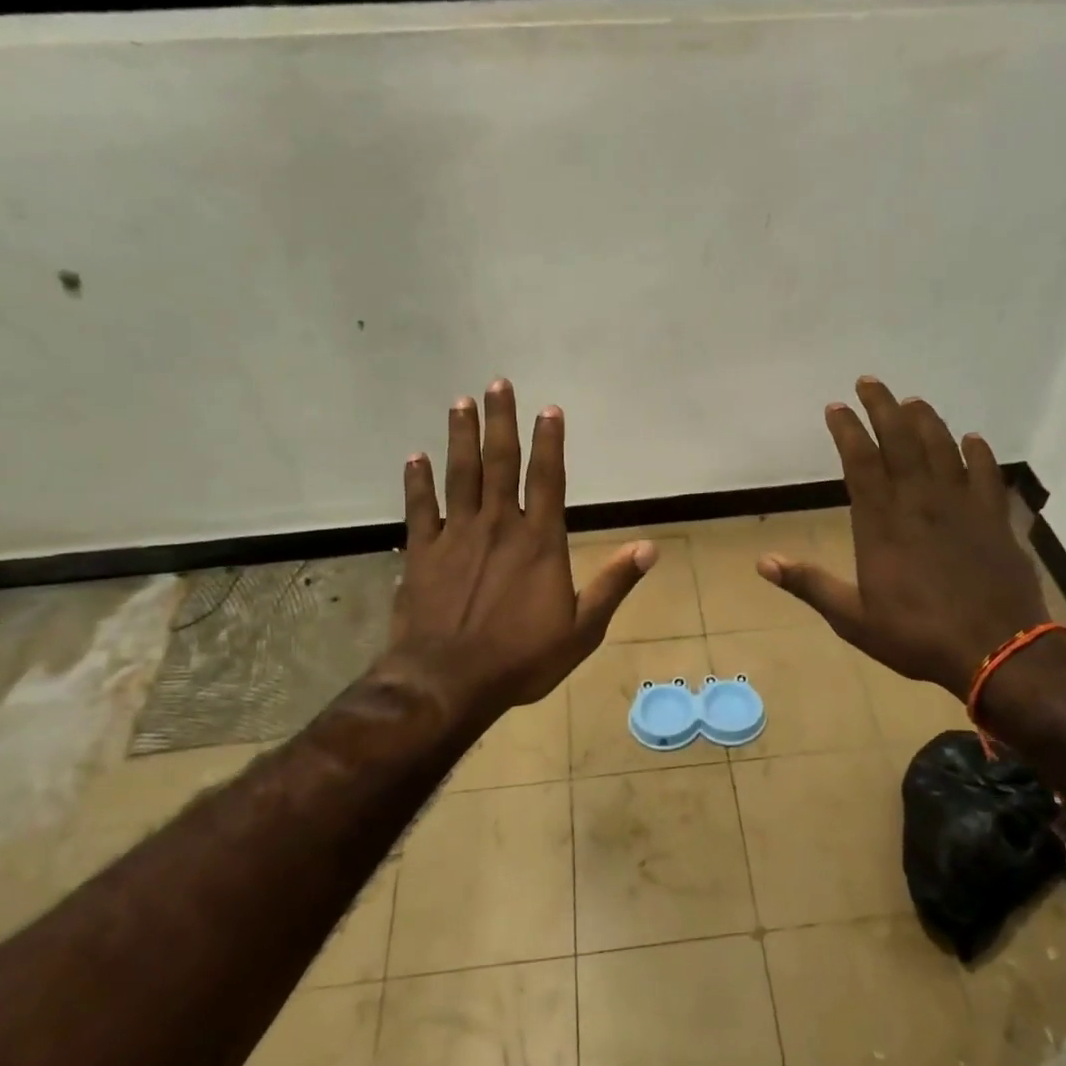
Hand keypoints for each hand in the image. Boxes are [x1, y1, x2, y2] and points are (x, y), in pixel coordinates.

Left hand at [388, 379, 656, 721]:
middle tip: (497, 384)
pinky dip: (417, 481)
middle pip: (500, 463)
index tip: (549, 409)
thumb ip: (614, 584)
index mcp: (539, 541)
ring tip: (461, 402)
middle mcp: (498, 526)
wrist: (449, 682)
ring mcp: (456, 535)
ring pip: (459, 475)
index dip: (550, 441)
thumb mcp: (583, 629)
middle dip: (500, 421)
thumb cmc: (522, 658)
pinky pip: (419, 508)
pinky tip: (415, 457)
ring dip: (460, 436)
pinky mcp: (422, 552)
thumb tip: (649, 547)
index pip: (548, 478)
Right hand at [757, 376, 1048, 700]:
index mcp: (881, 522)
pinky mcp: (995, 517)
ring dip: (926, 420)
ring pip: (942, 447)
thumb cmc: (917, 635)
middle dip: (882, 406)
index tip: (836, 406)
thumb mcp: (852, 618)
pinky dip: (978, 452)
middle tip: (870, 382)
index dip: (847, 430)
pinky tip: (972, 440)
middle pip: (900, 440)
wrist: (997, 650)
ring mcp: (962, 505)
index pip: (860, 461)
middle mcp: (920, 501)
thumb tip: (763, 562)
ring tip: (913, 402)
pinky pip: (987, 473)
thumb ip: (809, 584)